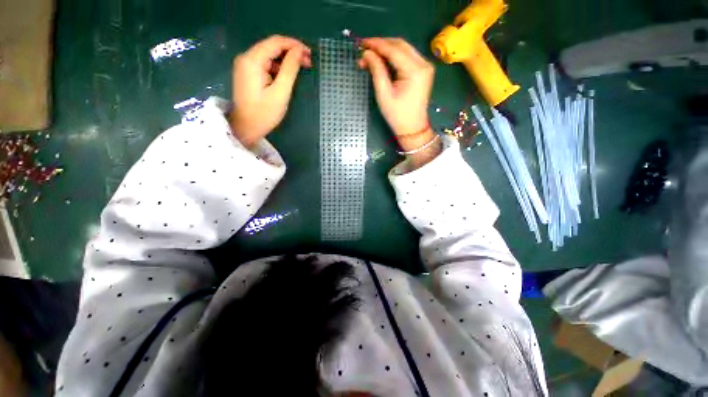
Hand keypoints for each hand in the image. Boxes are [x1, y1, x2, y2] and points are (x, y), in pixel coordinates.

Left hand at [230, 35, 311, 147]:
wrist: (246, 128)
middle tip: (308, 62)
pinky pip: (264, 64)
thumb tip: (299, 52)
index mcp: (252, 60)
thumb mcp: (280, 92)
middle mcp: (246, 57)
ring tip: (300, 69)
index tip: (309, 53)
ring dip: (285, 60)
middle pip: (271, 47)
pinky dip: (277, 67)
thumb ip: (290, 69)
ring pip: (269, 55)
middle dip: (291, 52)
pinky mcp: (247, 73)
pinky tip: (286, 75)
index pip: (276, 42)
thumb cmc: (264, 114)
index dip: (294, 45)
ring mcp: (245, 65)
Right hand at [359, 38, 439, 168]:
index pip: (394, 49)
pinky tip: (382, 61)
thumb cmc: (397, 115)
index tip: (362, 43)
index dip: (377, 44)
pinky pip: (407, 57)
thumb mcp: (384, 94)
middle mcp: (423, 63)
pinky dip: (394, 57)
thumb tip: (367, 53)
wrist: (412, 128)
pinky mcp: (423, 70)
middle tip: (364, 50)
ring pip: (403, 49)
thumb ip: (377, 71)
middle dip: (381, 46)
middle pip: (400, 45)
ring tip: (370, 57)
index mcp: (415, 70)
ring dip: (386, 51)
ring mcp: (425, 66)